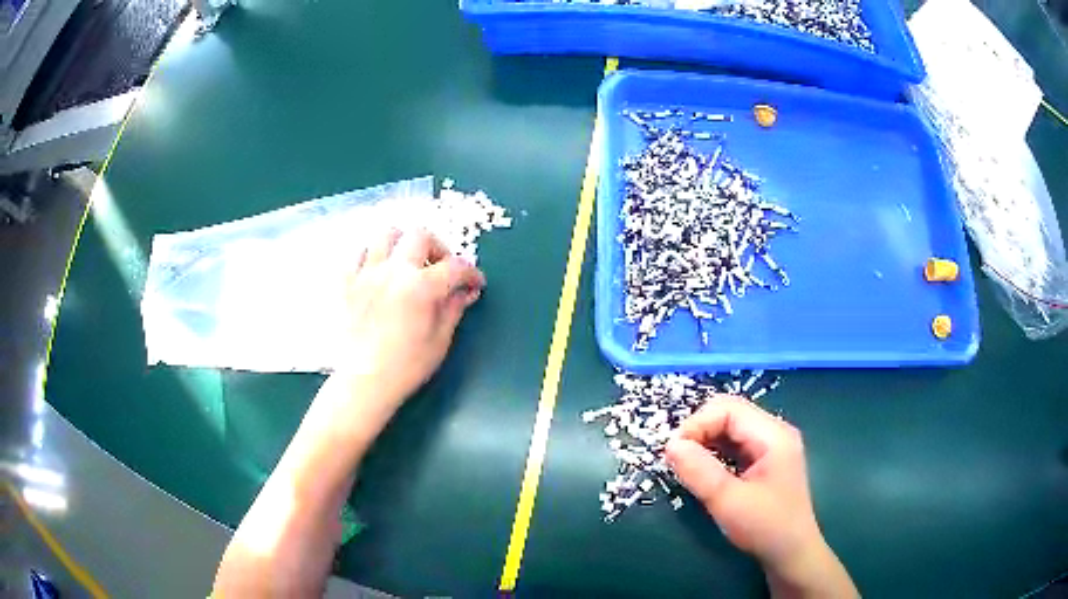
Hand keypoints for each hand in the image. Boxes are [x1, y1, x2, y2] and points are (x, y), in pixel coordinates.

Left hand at [336, 227, 484, 418]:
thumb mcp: (439, 341)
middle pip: (420, 236)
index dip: (471, 273)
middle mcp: (393, 270)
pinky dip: (370, 258)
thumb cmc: (406, 368)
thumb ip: (453, 309)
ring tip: (405, 263)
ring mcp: (366, 273)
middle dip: (438, 248)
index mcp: (420, 286)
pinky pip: (356, 255)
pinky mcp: (345, 283)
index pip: (455, 267)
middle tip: (440, 269)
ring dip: (401, 243)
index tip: (475, 284)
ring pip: (385, 235)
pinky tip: (376, 275)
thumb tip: (465, 292)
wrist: (363, 382)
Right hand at [665, 397, 856, 597]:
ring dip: (705, 441)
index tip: (672, 451)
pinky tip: (704, 470)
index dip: (697, 423)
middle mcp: (774, 432)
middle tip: (677, 457)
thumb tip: (670, 445)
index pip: (728, 409)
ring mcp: (772, 446)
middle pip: (730, 413)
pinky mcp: (766, 461)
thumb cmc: (765, 527)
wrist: (792, 554)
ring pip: (731, 428)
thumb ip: (699, 471)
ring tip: (686, 464)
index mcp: (773, 435)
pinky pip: (735, 444)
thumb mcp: (728, 502)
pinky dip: (715, 452)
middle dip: (699, 430)